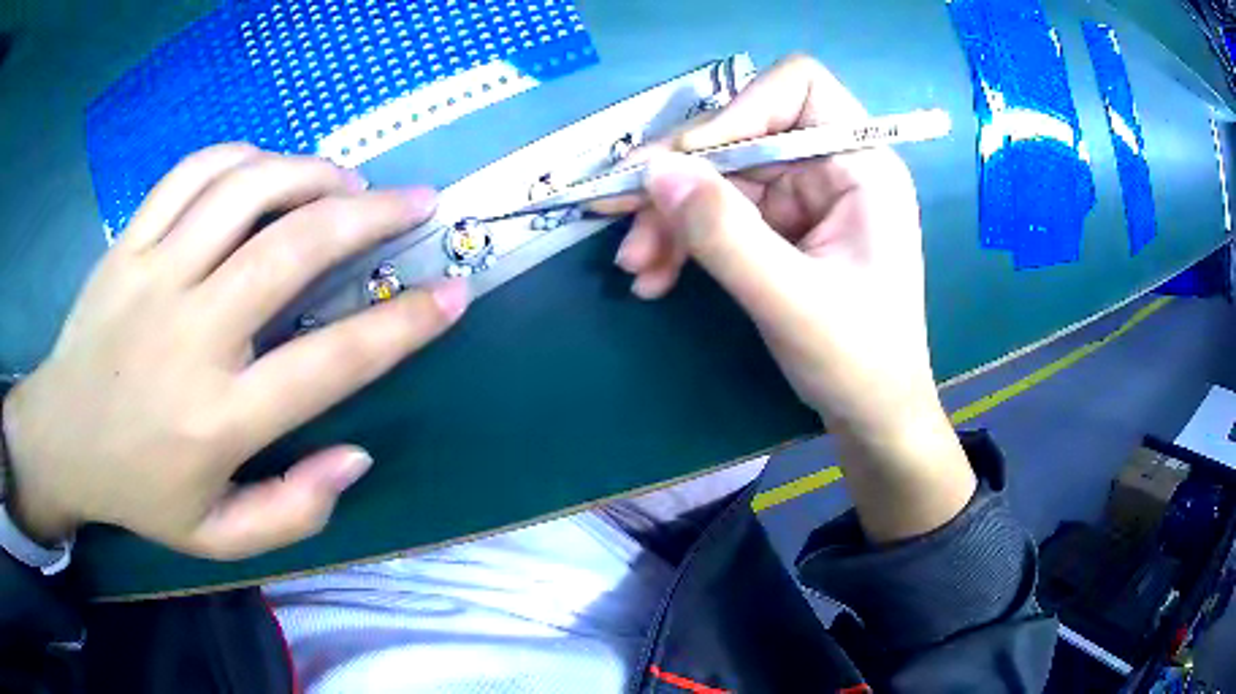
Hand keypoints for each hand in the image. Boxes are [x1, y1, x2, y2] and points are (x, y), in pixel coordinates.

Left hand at [2, 145, 468, 558]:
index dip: (404, 324)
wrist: (61, 440)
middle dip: (371, 214)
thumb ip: (293, 511)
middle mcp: (190, 335)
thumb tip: (355, 456)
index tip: (453, 293)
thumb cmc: (139, 492)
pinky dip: (243, 156)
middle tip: (416, 201)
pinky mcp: (127, 243)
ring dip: (311, 173)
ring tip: (345, 180)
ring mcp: (152, 276)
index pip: (331, 362)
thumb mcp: (218, 537)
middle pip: (293, 248)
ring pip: (245, 191)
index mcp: (218, 419)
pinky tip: (267, 167)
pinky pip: (192, 174)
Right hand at [600, 55, 974, 540]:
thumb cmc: (859, 362)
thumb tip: (654, 171)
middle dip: (681, 179)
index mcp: (862, 166)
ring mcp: (802, 197)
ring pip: (718, 177)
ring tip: (637, 267)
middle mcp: (831, 167)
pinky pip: (718, 214)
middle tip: (619, 217)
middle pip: (739, 135)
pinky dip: (682, 240)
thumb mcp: (792, 301)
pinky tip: (655, 277)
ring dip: (669, 217)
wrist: (871, 416)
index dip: (739, 110)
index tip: (691, 163)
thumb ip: (725, 235)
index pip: (798, 88)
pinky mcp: (779, 227)